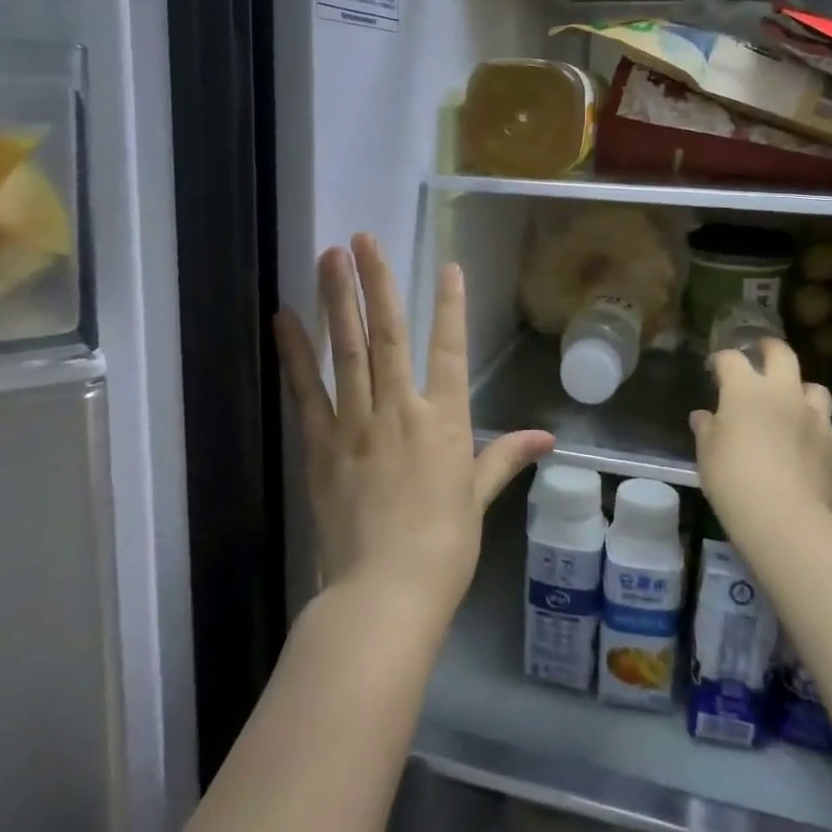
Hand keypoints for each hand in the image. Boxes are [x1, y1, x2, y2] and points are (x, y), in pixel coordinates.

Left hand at [273, 234, 554, 625]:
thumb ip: (504, 458)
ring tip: (330, 257)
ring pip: (348, 350)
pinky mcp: (322, 444)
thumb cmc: (444, 547)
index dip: (450, 306)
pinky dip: (295, 353)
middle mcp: (400, 410)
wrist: (386, 592)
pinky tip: (284, 318)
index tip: (447, 267)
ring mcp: (357, 424)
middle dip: (379, 283)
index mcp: (444, 421)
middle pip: (389, 335)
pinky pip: (307, 390)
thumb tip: (546, 439)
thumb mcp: (478, 498)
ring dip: (339, 301)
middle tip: (364, 239)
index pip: (450, 350)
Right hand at [691, 339, 831, 539]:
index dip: (721, 360)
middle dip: (769, 348)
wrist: (785, 518)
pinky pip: (826, 427)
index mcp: (745, 390)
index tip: (715, 369)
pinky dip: (814, 429)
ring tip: (791, 404)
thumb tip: (704, 417)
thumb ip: (707, 429)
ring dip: (800, 390)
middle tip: (761, 353)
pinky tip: (805, 446)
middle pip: (782, 354)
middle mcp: (783, 394)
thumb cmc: (733, 479)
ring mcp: (815, 418)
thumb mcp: (707, 453)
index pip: (731, 359)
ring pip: (814, 388)